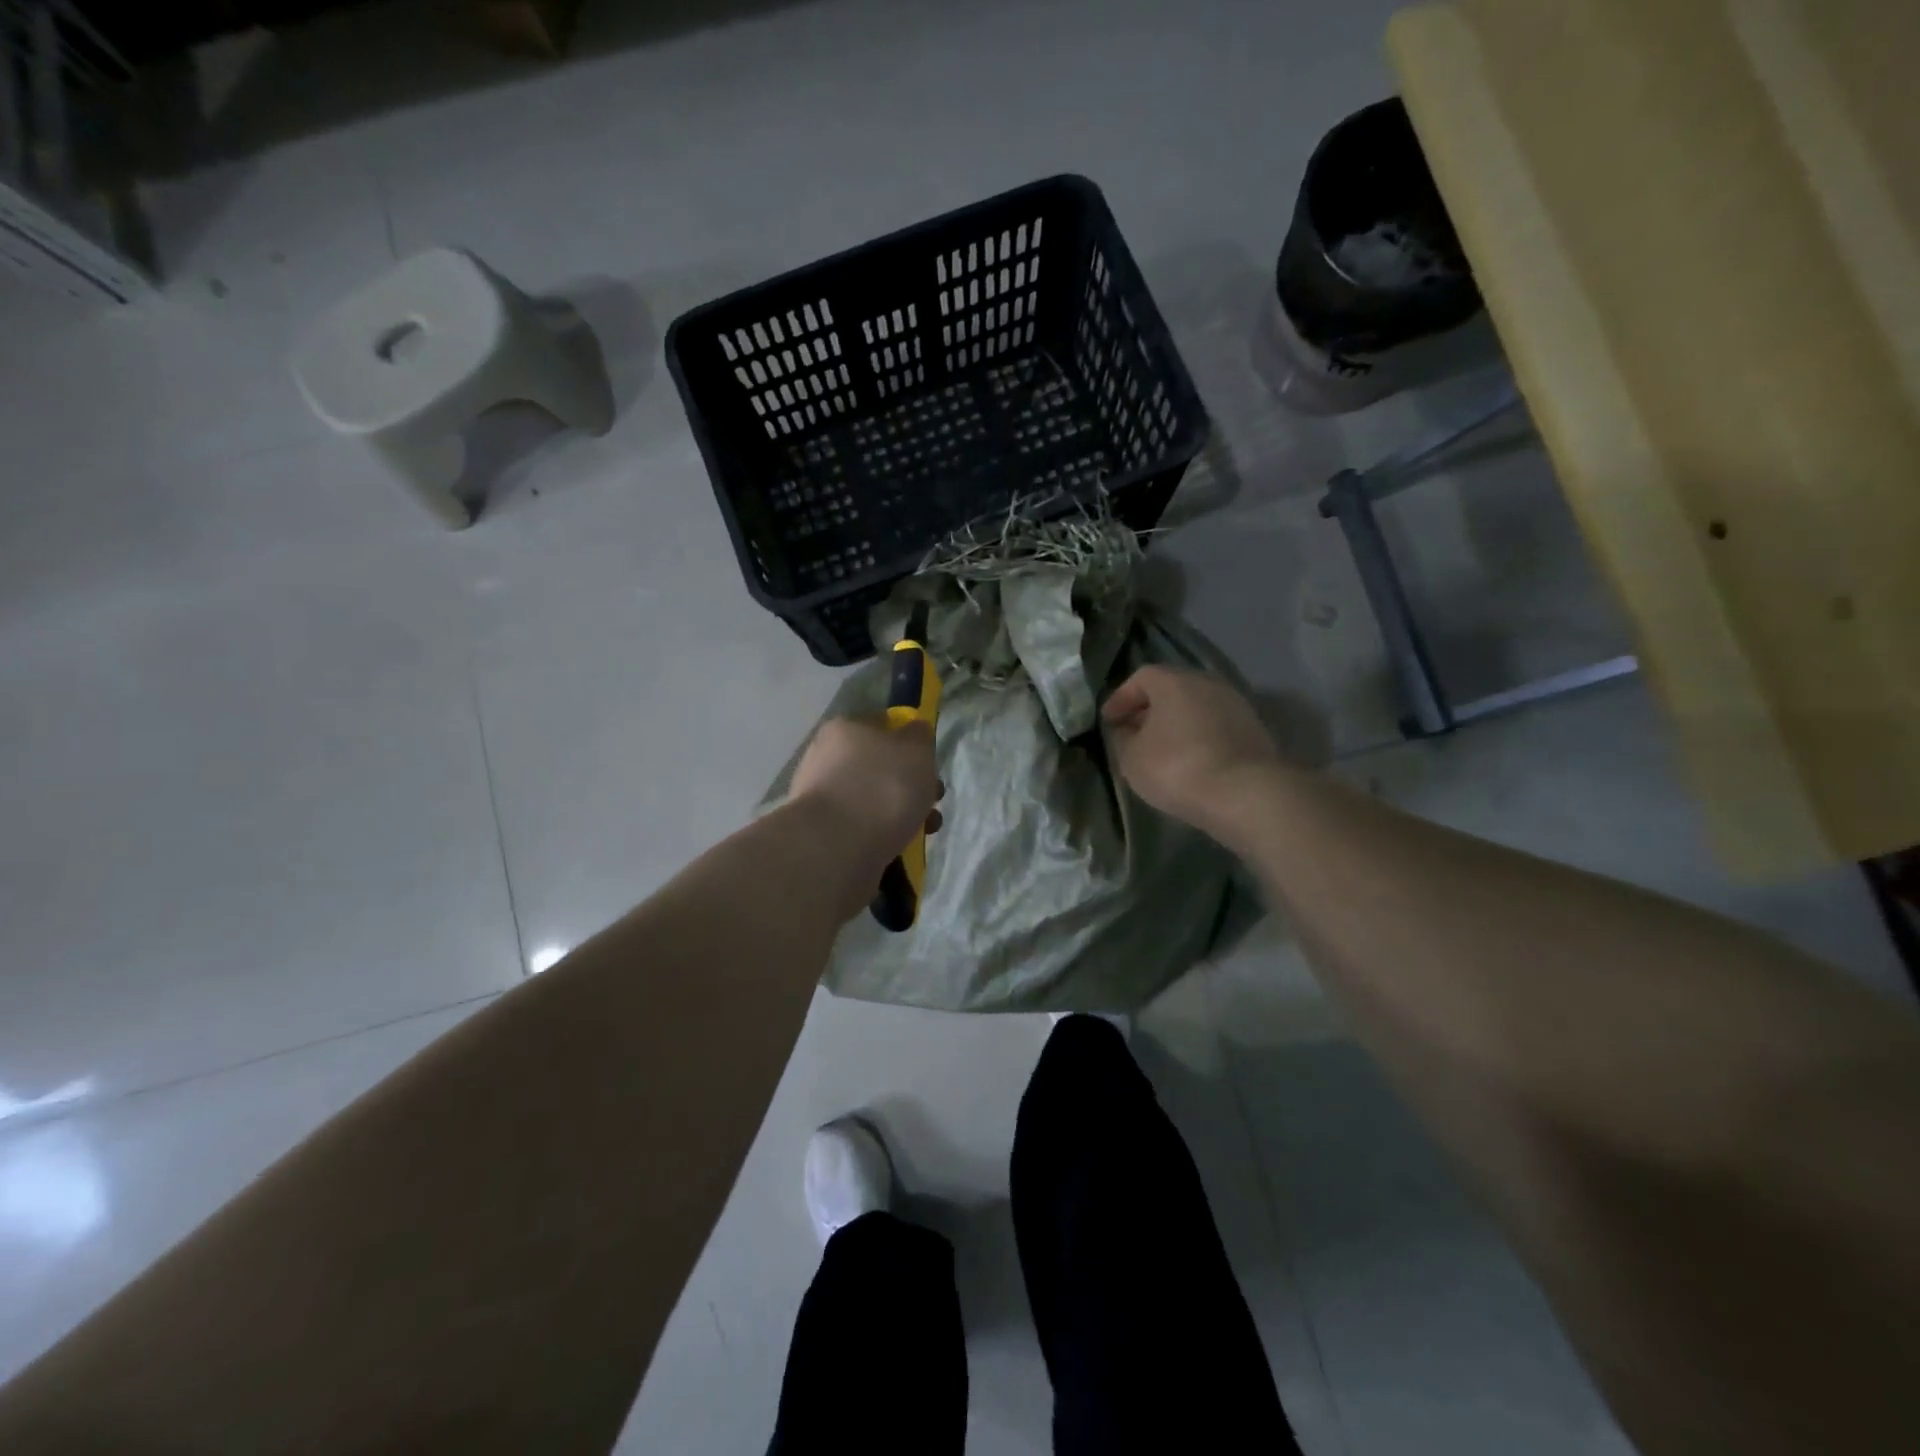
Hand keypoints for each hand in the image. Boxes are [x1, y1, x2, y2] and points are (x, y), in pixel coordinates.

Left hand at [788, 717, 942, 913]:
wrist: (839, 848)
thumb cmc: (883, 788)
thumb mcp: (916, 749)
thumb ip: (920, 736)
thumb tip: (914, 732)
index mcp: (845, 728)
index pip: (884, 725)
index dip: (911, 741)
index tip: (929, 764)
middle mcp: (826, 757)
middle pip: (880, 765)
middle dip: (910, 784)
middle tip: (931, 801)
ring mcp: (822, 797)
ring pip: (874, 798)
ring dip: (901, 812)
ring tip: (923, 830)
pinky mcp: (823, 833)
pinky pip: (863, 827)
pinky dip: (883, 834)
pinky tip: (901, 847)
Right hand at [1102, 666, 1279, 833]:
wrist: (1245, 793)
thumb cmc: (1177, 768)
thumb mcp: (1132, 758)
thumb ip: (1123, 739)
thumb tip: (1126, 731)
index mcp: (1174, 681)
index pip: (1141, 677)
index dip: (1121, 698)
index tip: (1109, 721)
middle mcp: (1208, 683)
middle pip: (1172, 689)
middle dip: (1150, 709)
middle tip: (1133, 732)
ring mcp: (1236, 705)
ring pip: (1196, 707)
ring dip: (1176, 723)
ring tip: (1161, 749)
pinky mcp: (1254, 730)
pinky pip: (1215, 726)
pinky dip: (1198, 737)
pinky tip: (1190, 760)